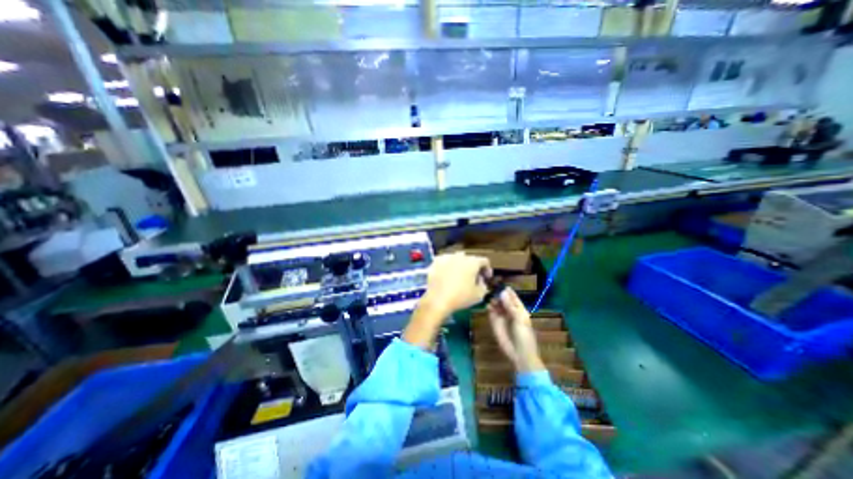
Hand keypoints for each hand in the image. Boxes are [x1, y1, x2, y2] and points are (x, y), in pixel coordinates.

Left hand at [403, 252, 490, 349]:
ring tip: (459, 276)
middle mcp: (460, 256)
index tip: (486, 277)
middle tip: (473, 278)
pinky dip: (448, 267)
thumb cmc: (461, 297)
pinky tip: (447, 275)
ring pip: (457, 259)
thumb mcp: (479, 294)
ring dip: (460, 266)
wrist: (438, 300)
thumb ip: (483, 284)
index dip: (487, 269)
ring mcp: (447, 257)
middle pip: (470, 259)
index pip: (484, 261)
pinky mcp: (436, 262)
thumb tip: (480, 280)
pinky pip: (446, 262)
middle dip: (474, 267)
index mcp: (472, 262)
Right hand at [490, 287, 541, 373]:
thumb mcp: (519, 319)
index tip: (498, 281)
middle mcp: (509, 310)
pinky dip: (488, 307)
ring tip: (489, 296)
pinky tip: (487, 305)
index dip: (506, 289)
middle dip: (497, 293)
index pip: (512, 296)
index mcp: (519, 308)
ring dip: (492, 299)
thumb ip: (510, 305)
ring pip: (495, 303)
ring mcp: (501, 315)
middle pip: (502, 298)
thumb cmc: (524, 336)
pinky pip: (490, 311)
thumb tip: (502, 292)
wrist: (519, 354)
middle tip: (490, 288)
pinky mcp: (494, 321)